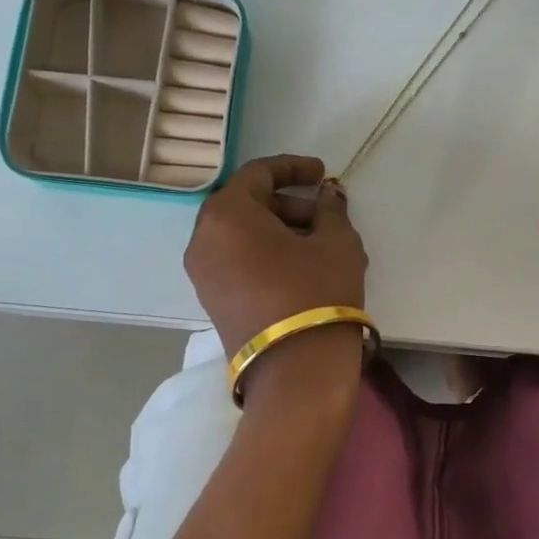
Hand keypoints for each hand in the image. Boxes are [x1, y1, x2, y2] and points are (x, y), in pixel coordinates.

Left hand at [183, 155, 366, 356]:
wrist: (295, 370)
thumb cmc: (316, 292)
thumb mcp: (336, 242)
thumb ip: (331, 209)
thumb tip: (328, 195)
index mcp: (227, 214)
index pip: (257, 174)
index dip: (293, 168)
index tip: (322, 174)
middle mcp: (203, 238)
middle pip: (246, 204)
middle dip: (288, 204)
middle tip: (325, 215)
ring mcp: (202, 273)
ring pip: (241, 234)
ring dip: (279, 230)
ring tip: (322, 245)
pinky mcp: (211, 299)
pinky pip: (236, 259)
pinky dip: (265, 252)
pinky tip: (303, 266)